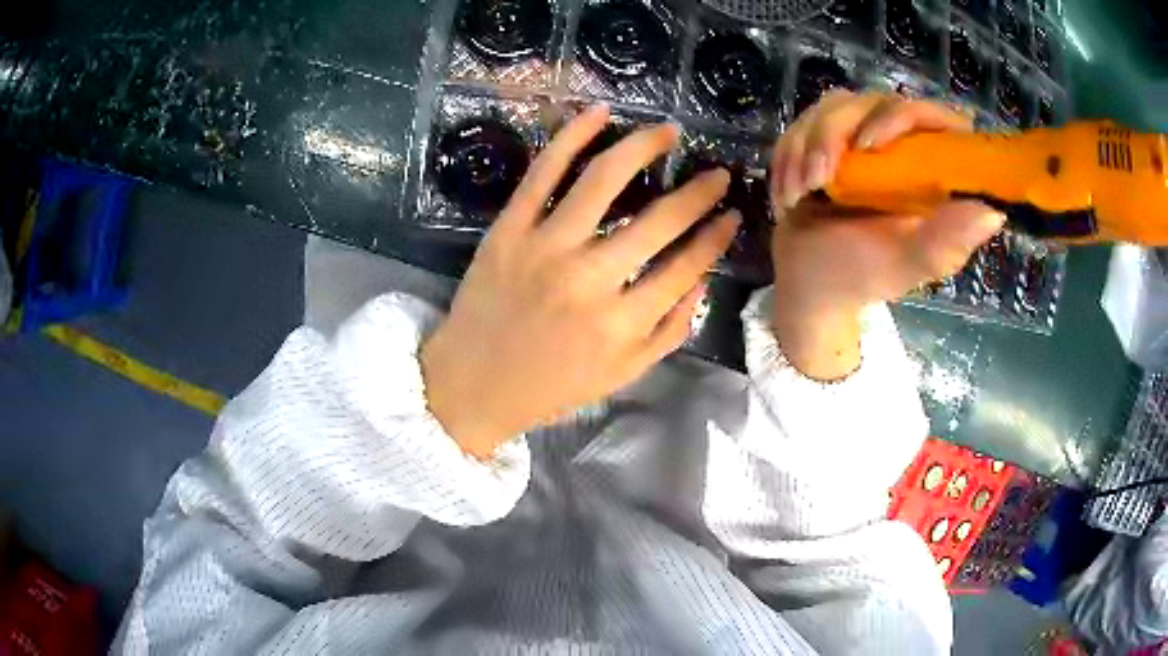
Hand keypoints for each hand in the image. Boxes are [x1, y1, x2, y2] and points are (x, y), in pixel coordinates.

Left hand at [421, 105, 739, 457]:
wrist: (472, 385)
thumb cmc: (551, 386)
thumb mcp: (622, 375)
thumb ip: (669, 331)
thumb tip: (702, 279)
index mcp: (621, 323)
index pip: (686, 265)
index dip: (716, 235)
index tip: (732, 214)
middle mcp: (589, 279)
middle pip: (658, 220)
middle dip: (699, 192)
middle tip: (717, 174)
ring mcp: (545, 247)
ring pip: (603, 180)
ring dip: (643, 147)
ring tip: (668, 132)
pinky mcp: (508, 229)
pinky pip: (543, 172)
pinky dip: (572, 136)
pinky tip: (599, 113)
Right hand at [769, 91, 1005, 380]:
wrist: (808, 281)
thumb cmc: (861, 276)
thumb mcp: (905, 264)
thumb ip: (945, 242)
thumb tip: (995, 212)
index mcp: (932, 173)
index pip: (936, 118)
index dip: (905, 117)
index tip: (871, 146)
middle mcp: (902, 147)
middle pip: (875, 101)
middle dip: (835, 135)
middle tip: (819, 179)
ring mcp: (862, 137)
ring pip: (835, 105)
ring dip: (806, 147)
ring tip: (800, 193)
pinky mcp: (828, 138)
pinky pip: (804, 121)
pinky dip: (789, 155)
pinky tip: (790, 193)